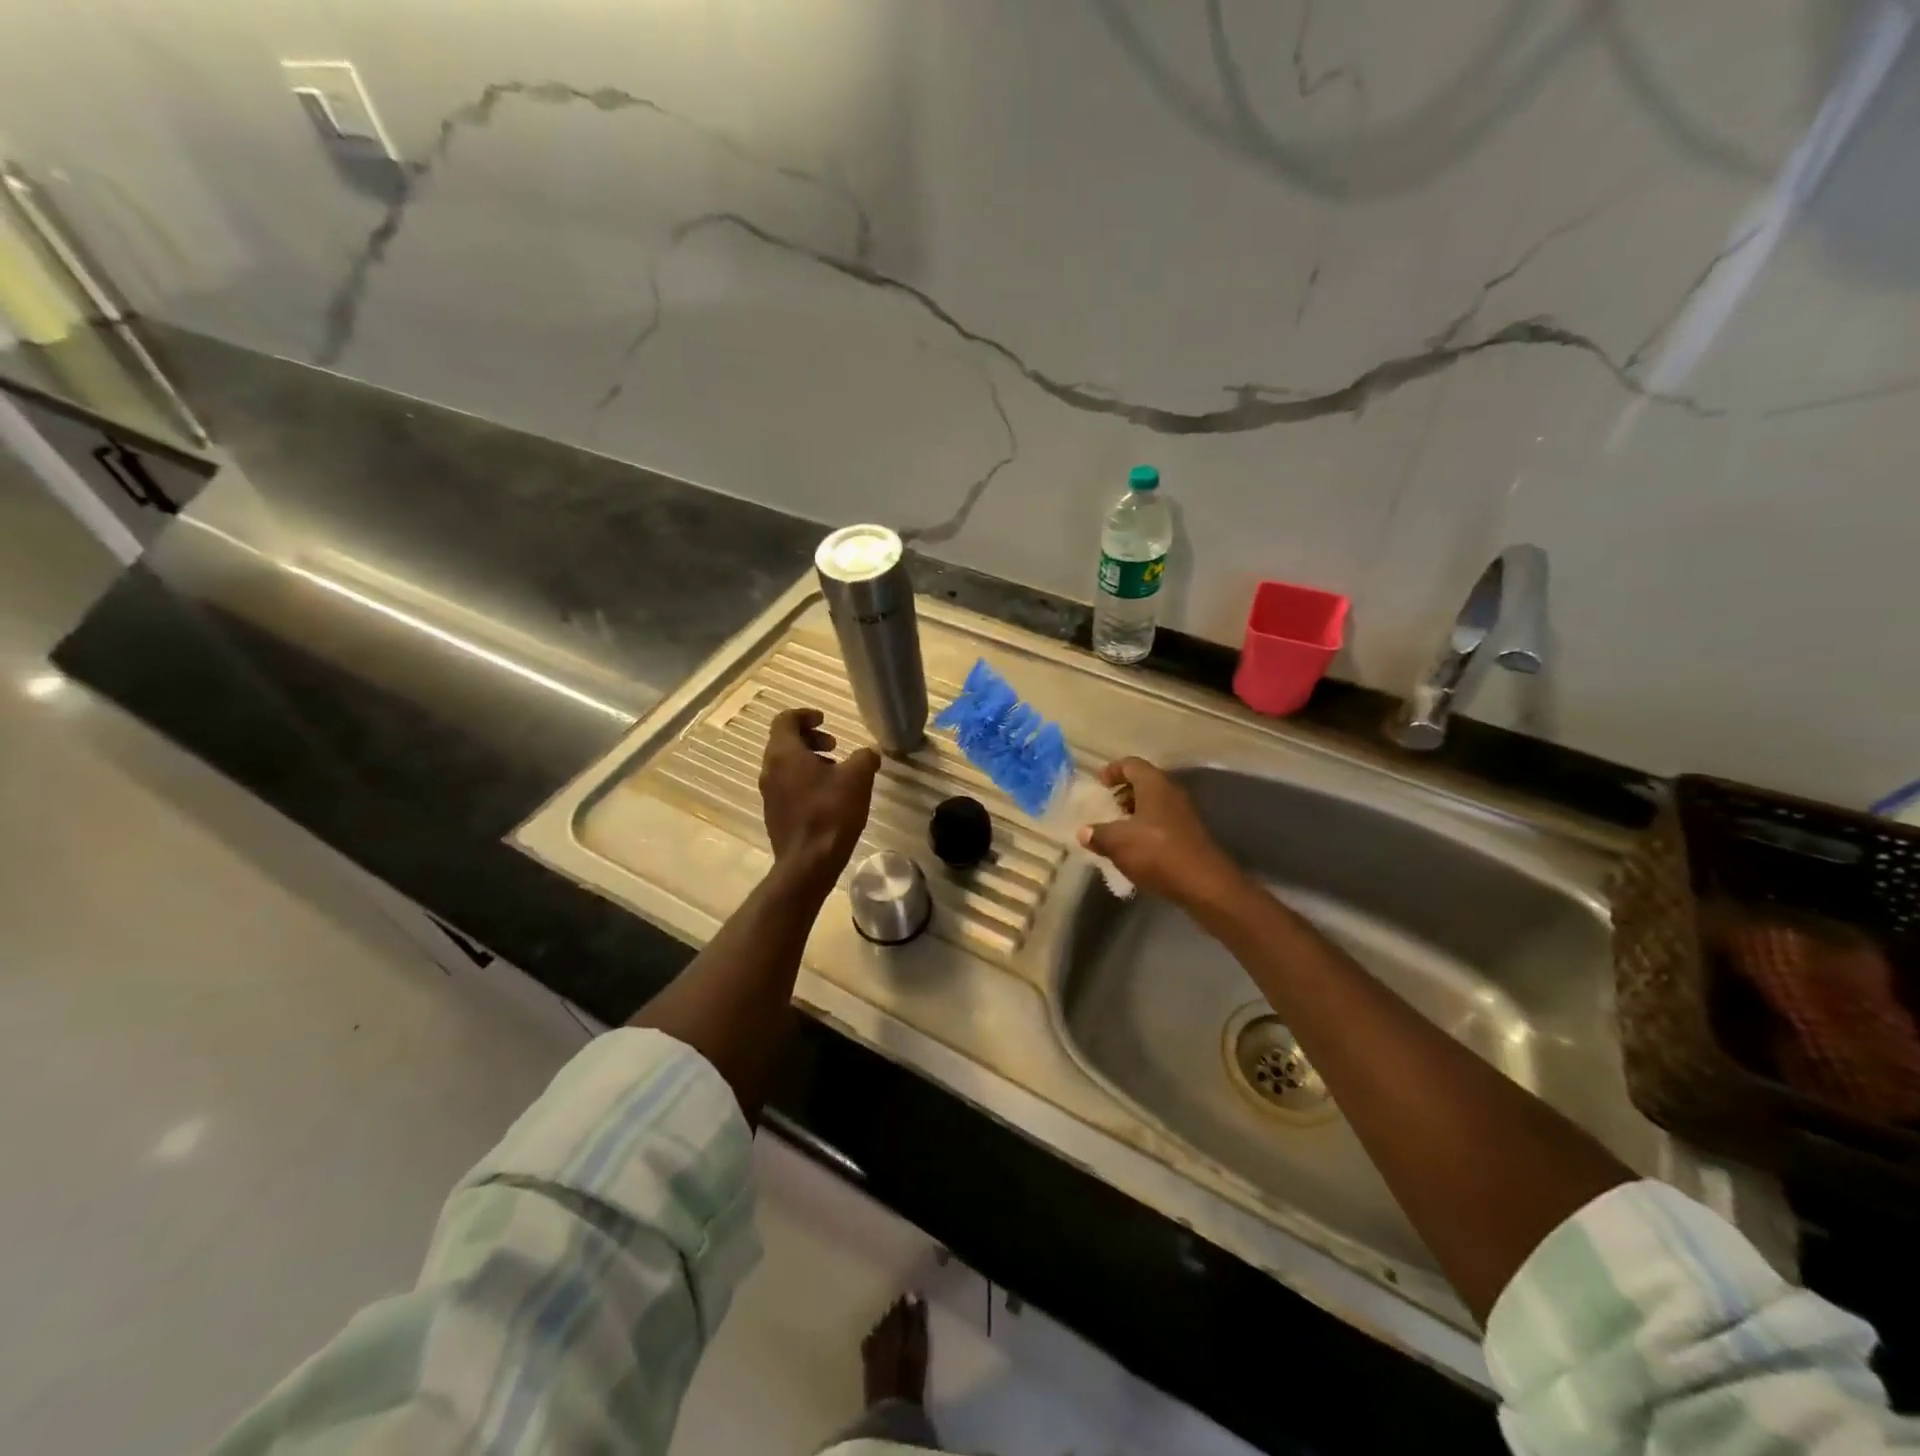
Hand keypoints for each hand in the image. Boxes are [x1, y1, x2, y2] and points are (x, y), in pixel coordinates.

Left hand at [759, 708, 880, 890]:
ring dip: (809, 761)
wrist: (808, 863)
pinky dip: (805, 781)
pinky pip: (787, 786)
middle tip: (834, 746)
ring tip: (837, 773)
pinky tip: (829, 797)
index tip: (825, 720)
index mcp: (784, 754)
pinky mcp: (775, 814)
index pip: (785, 720)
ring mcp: (769, 794)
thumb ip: (864, 757)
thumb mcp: (858, 778)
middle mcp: (770, 770)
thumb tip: (868, 754)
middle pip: (784, 742)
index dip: (805, 715)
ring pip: (786, 765)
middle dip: (810, 738)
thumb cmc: (831, 813)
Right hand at [1079, 758, 1243, 910]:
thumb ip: (1097, 834)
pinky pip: (1162, 822)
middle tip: (1105, 807)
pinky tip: (1134, 848)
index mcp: (1154, 784)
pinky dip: (1145, 828)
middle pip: (1143, 783)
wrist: (1204, 884)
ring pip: (1153, 804)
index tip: (1098, 783)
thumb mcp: (1117, 842)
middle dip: (1122, 793)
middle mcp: (1171, 793)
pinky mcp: (1189, 835)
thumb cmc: (1157, 853)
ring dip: (1133, 813)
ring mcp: (1183, 814)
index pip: (1131, 764)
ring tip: (1115, 829)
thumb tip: (1084, 832)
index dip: (1112, 770)